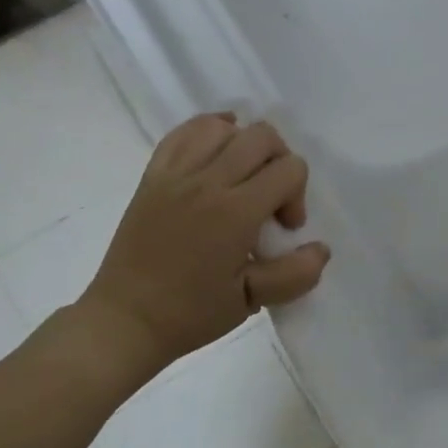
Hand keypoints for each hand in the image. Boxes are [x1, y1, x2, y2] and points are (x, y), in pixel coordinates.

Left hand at [77, 114, 329, 378]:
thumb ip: (293, 274)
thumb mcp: (251, 301)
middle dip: (280, 163)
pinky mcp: (153, 176)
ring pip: (223, 127)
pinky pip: (184, 133)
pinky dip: (207, 133)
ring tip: (242, 179)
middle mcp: (206, 182)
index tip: (283, 230)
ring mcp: (175, 174)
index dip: (297, 196)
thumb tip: (320, 249)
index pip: (288, 169)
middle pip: (262, 137)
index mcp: (234, 212)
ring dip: (244, 146)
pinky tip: (216, 153)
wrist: (126, 320)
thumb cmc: (191, 314)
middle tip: (269, 202)